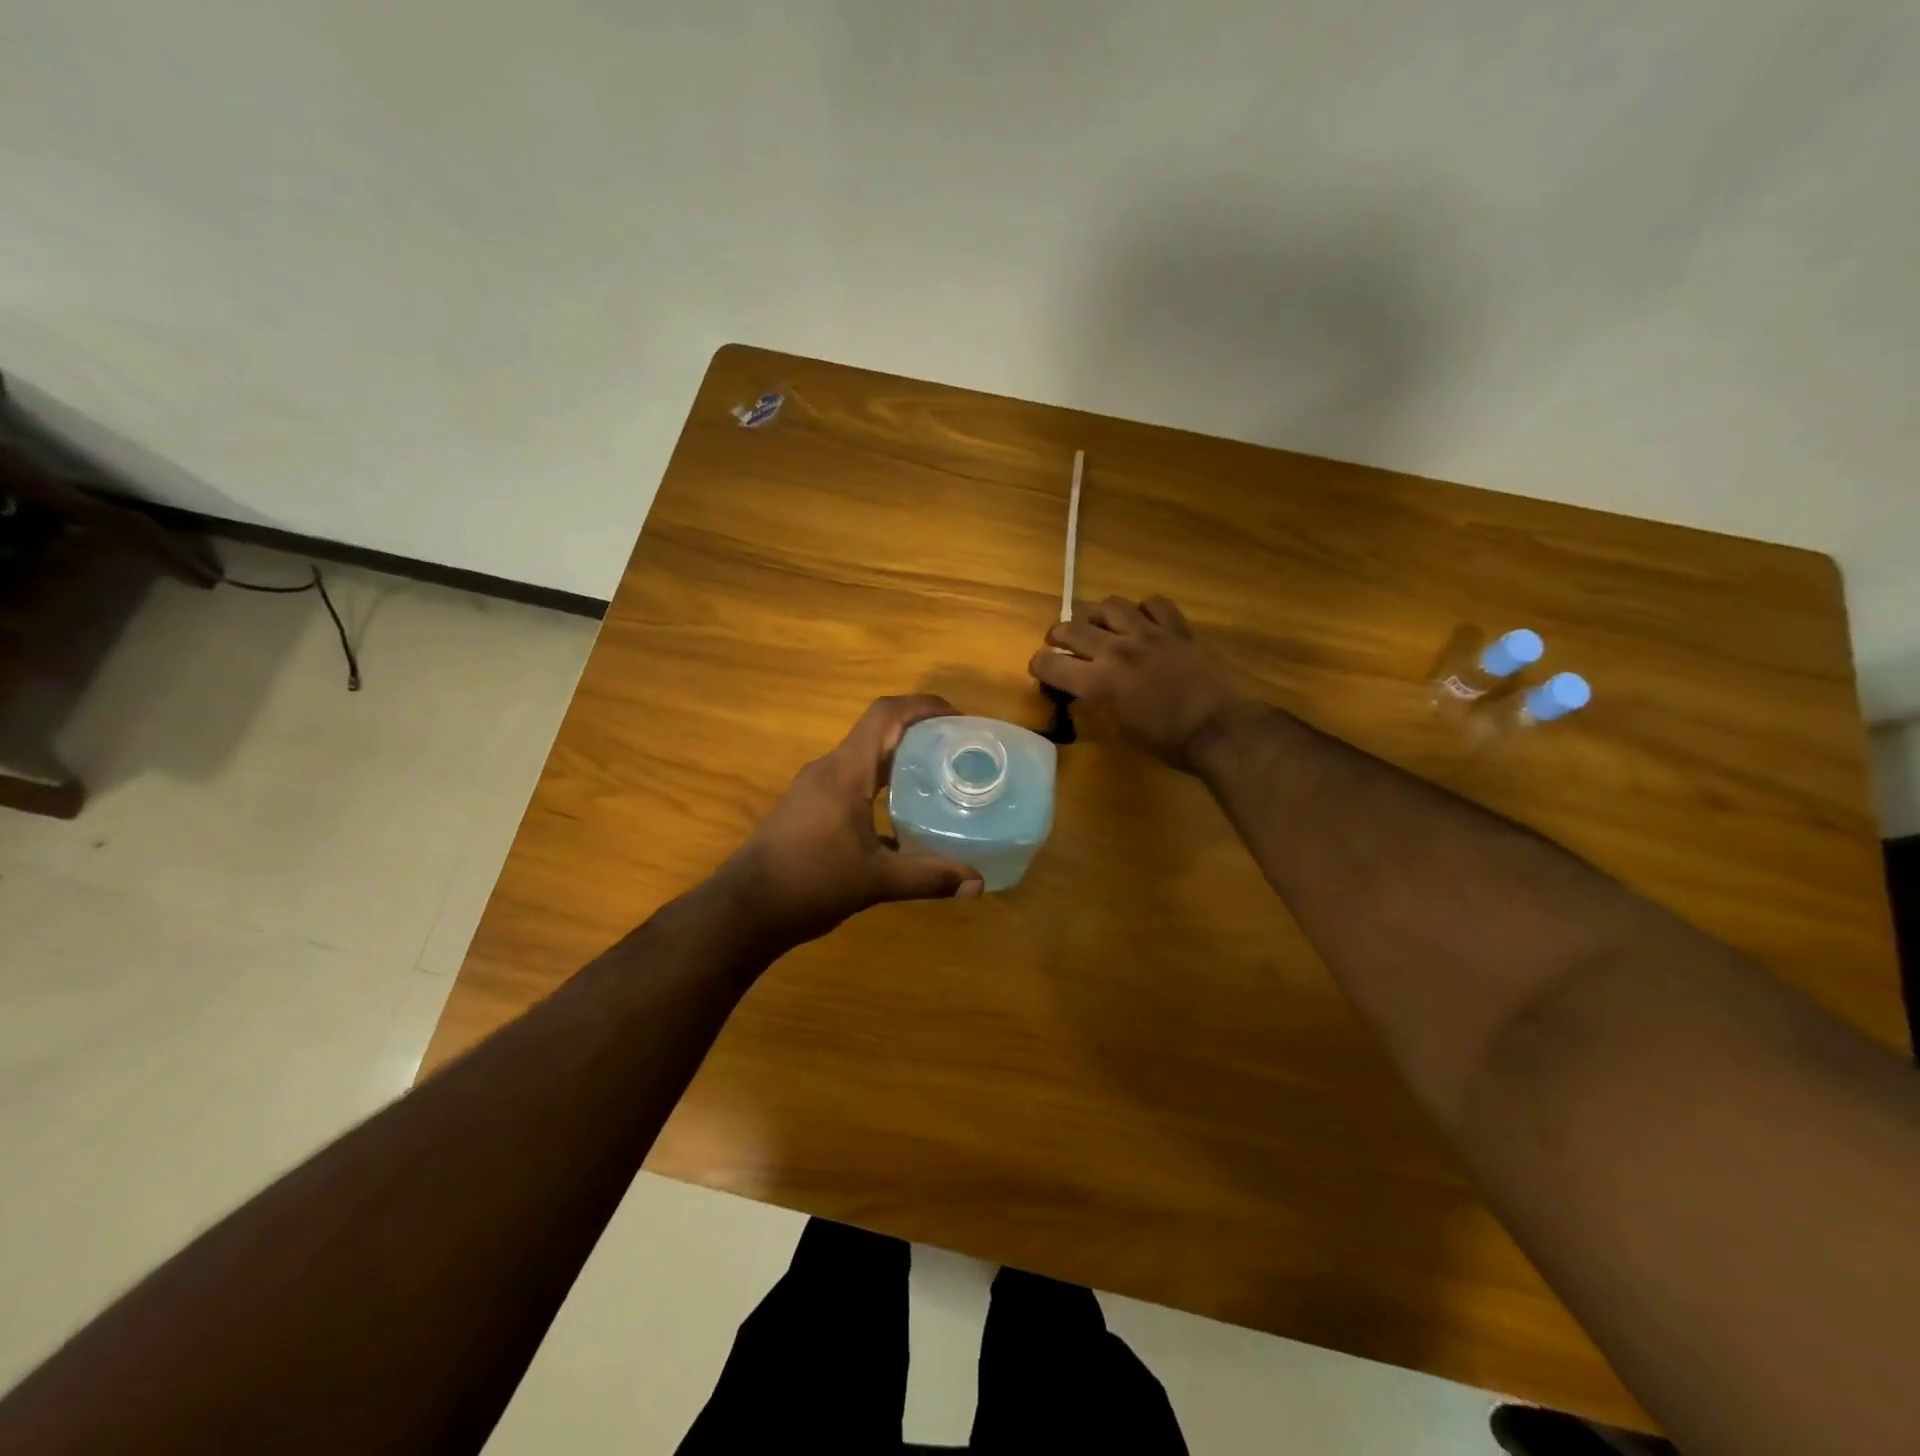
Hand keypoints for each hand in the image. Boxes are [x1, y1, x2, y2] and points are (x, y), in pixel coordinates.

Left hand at [723, 695, 984, 946]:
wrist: (744, 910)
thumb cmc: (809, 884)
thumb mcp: (876, 881)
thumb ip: (929, 877)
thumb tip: (978, 883)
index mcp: (846, 772)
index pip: (885, 715)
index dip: (924, 706)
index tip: (959, 718)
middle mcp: (828, 769)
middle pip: (877, 731)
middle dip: (919, 731)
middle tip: (958, 749)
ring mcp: (814, 788)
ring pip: (863, 756)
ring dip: (898, 757)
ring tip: (938, 776)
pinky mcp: (807, 807)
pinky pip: (851, 779)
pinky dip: (880, 784)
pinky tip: (901, 817)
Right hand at [1028, 596, 1246, 770]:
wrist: (1220, 728)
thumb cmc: (1169, 742)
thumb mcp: (1122, 728)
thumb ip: (1101, 701)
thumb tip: (1092, 690)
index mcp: (1098, 682)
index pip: (1050, 663)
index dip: (1038, 665)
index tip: (1041, 670)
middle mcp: (1116, 650)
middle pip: (1071, 627)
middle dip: (1058, 636)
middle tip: (1061, 645)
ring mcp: (1148, 634)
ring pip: (1108, 605)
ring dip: (1097, 616)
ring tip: (1101, 627)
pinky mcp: (1176, 628)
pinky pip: (1152, 603)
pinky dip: (1142, 611)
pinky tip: (1143, 623)